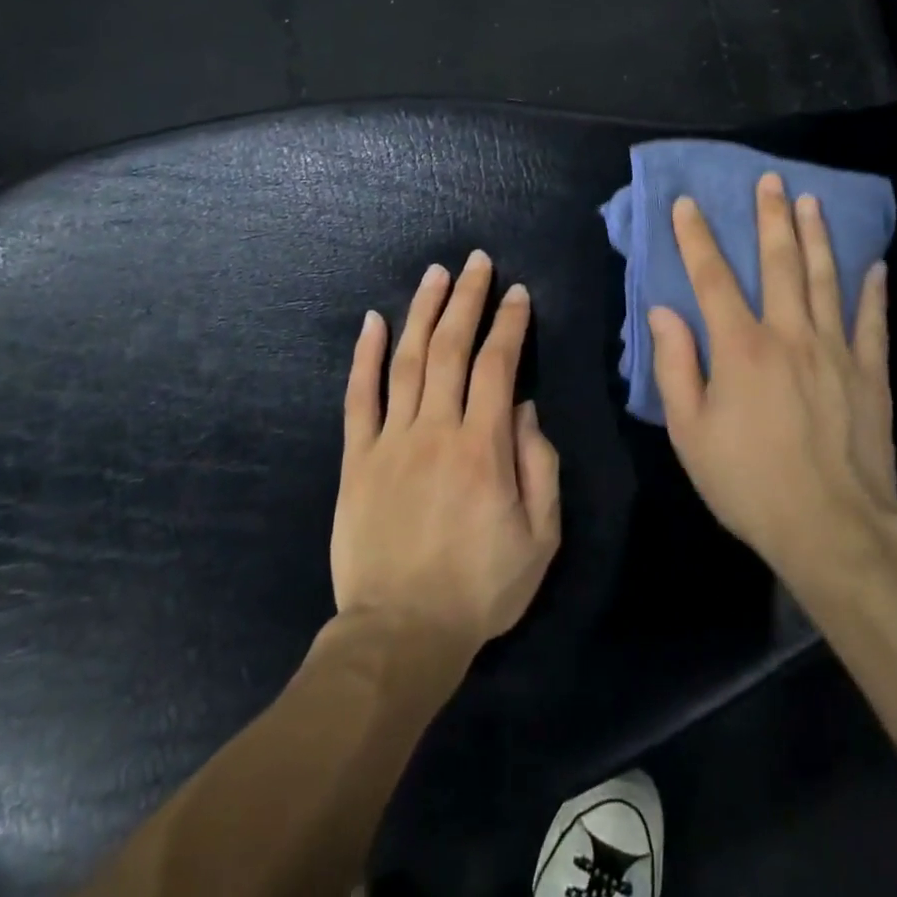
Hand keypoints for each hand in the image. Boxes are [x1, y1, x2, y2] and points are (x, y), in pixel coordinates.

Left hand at [334, 251, 561, 657]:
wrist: (399, 634)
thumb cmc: (480, 587)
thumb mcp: (540, 537)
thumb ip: (539, 466)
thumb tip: (526, 409)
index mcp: (483, 447)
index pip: (498, 365)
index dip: (509, 324)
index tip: (518, 294)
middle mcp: (436, 429)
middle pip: (450, 348)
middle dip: (467, 299)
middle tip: (477, 262)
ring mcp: (390, 440)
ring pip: (406, 360)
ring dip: (422, 311)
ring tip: (435, 274)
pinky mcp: (356, 459)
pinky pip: (358, 397)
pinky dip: (364, 355)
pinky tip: (372, 320)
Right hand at [648, 173, 896, 582]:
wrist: (833, 528)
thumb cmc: (748, 482)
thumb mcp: (690, 433)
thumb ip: (675, 366)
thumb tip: (663, 311)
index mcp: (740, 348)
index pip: (712, 278)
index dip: (696, 237)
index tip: (688, 203)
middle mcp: (789, 334)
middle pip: (779, 263)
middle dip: (771, 218)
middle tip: (771, 179)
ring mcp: (835, 350)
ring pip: (825, 279)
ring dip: (816, 237)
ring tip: (811, 201)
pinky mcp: (870, 372)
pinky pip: (872, 320)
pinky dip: (872, 290)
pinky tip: (874, 264)